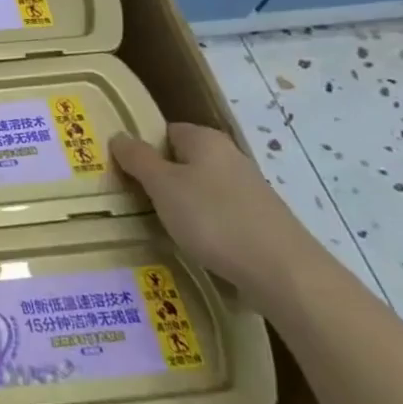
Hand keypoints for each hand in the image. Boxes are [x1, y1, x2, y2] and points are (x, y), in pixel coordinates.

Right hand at [110, 124, 326, 310]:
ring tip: (159, 226)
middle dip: (159, 179)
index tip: (123, 172)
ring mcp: (248, 190)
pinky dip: (202, 226)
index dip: (142, 149)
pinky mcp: (258, 221)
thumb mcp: (162, 185)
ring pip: (199, 190)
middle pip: (182, 161)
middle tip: (133, 200)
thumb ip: (138, 159)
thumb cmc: (213, 218)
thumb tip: (119, 136)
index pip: (165, 131)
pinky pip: (217, 214)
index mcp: (206, 140)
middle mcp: (229, 158)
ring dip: (179, 205)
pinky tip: (194, 244)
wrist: (283, 272)